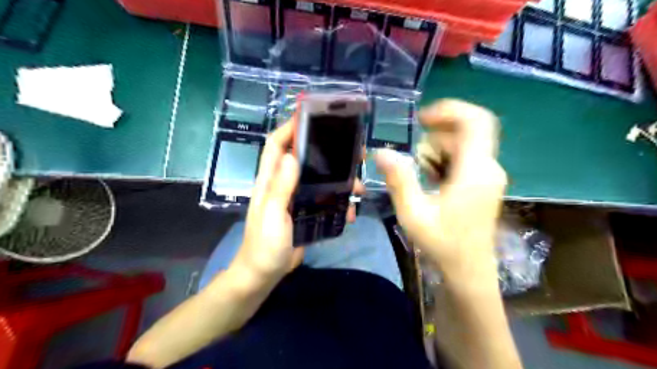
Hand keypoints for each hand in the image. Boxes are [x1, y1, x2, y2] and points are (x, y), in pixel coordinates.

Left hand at [231, 116, 363, 282]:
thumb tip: (291, 156)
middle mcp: (283, 184)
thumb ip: (280, 187)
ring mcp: (296, 198)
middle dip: (326, 151)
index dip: (290, 127)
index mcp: (270, 180)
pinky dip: (339, 202)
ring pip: (320, 179)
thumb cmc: (264, 245)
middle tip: (353, 152)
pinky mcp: (306, 212)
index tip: (312, 116)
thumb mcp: (271, 215)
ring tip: (359, 186)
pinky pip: (325, 200)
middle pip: (304, 158)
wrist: (265, 275)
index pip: (276, 145)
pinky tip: (351, 210)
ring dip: (339, 180)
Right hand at [375, 100, 506, 277]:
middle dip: (437, 136)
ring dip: (439, 149)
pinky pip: (465, 157)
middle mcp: (488, 167)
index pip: (474, 121)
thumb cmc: (442, 243)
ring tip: (420, 171)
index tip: (421, 119)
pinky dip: (445, 159)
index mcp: (474, 171)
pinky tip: (431, 177)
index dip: (449, 111)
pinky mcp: (484, 183)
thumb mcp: (413, 213)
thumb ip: (399, 180)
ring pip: (465, 143)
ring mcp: (489, 175)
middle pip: (466, 131)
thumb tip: (381, 152)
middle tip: (415, 155)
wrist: (468, 269)